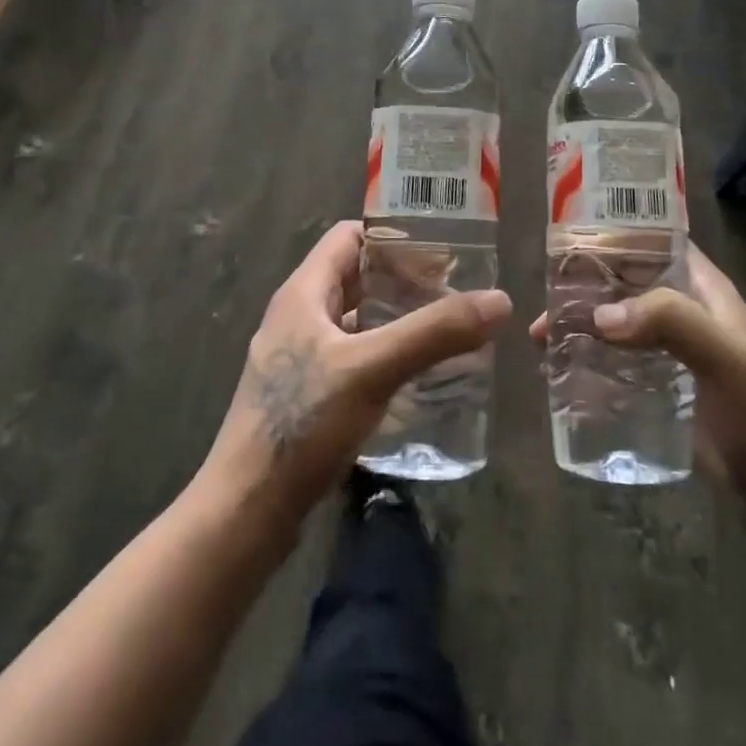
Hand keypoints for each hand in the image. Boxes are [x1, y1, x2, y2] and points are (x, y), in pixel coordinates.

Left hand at [202, 221, 511, 530]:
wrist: (246, 511)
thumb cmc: (302, 423)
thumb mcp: (372, 369)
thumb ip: (434, 333)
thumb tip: (499, 300)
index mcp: (304, 293)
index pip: (350, 236)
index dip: (393, 234)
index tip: (442, 247)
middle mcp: (298, 316)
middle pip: (357, 278)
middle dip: (405, 279)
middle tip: (457, 291)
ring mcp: (299, 358)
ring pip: (357, 321)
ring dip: (397, 319)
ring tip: (446, 329)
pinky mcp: (306, 395)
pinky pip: (353, 358)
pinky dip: (386, 355)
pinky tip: (417, 377)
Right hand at [532, 242, 745, 541]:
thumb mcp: (726, 359)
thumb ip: (672, 323)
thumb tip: (600, 314)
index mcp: (701, 286)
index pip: (652, 239)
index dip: (614, 230)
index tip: (566, 236)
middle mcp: (681, 307)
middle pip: (623, 278)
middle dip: (582, 282)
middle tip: (541, 295)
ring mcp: (668, 346)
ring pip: (614, 317)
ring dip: (579, 320)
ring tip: (541, 336)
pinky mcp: (657, 382)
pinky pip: (614, 356)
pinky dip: (586, 354)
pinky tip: (558, 368)